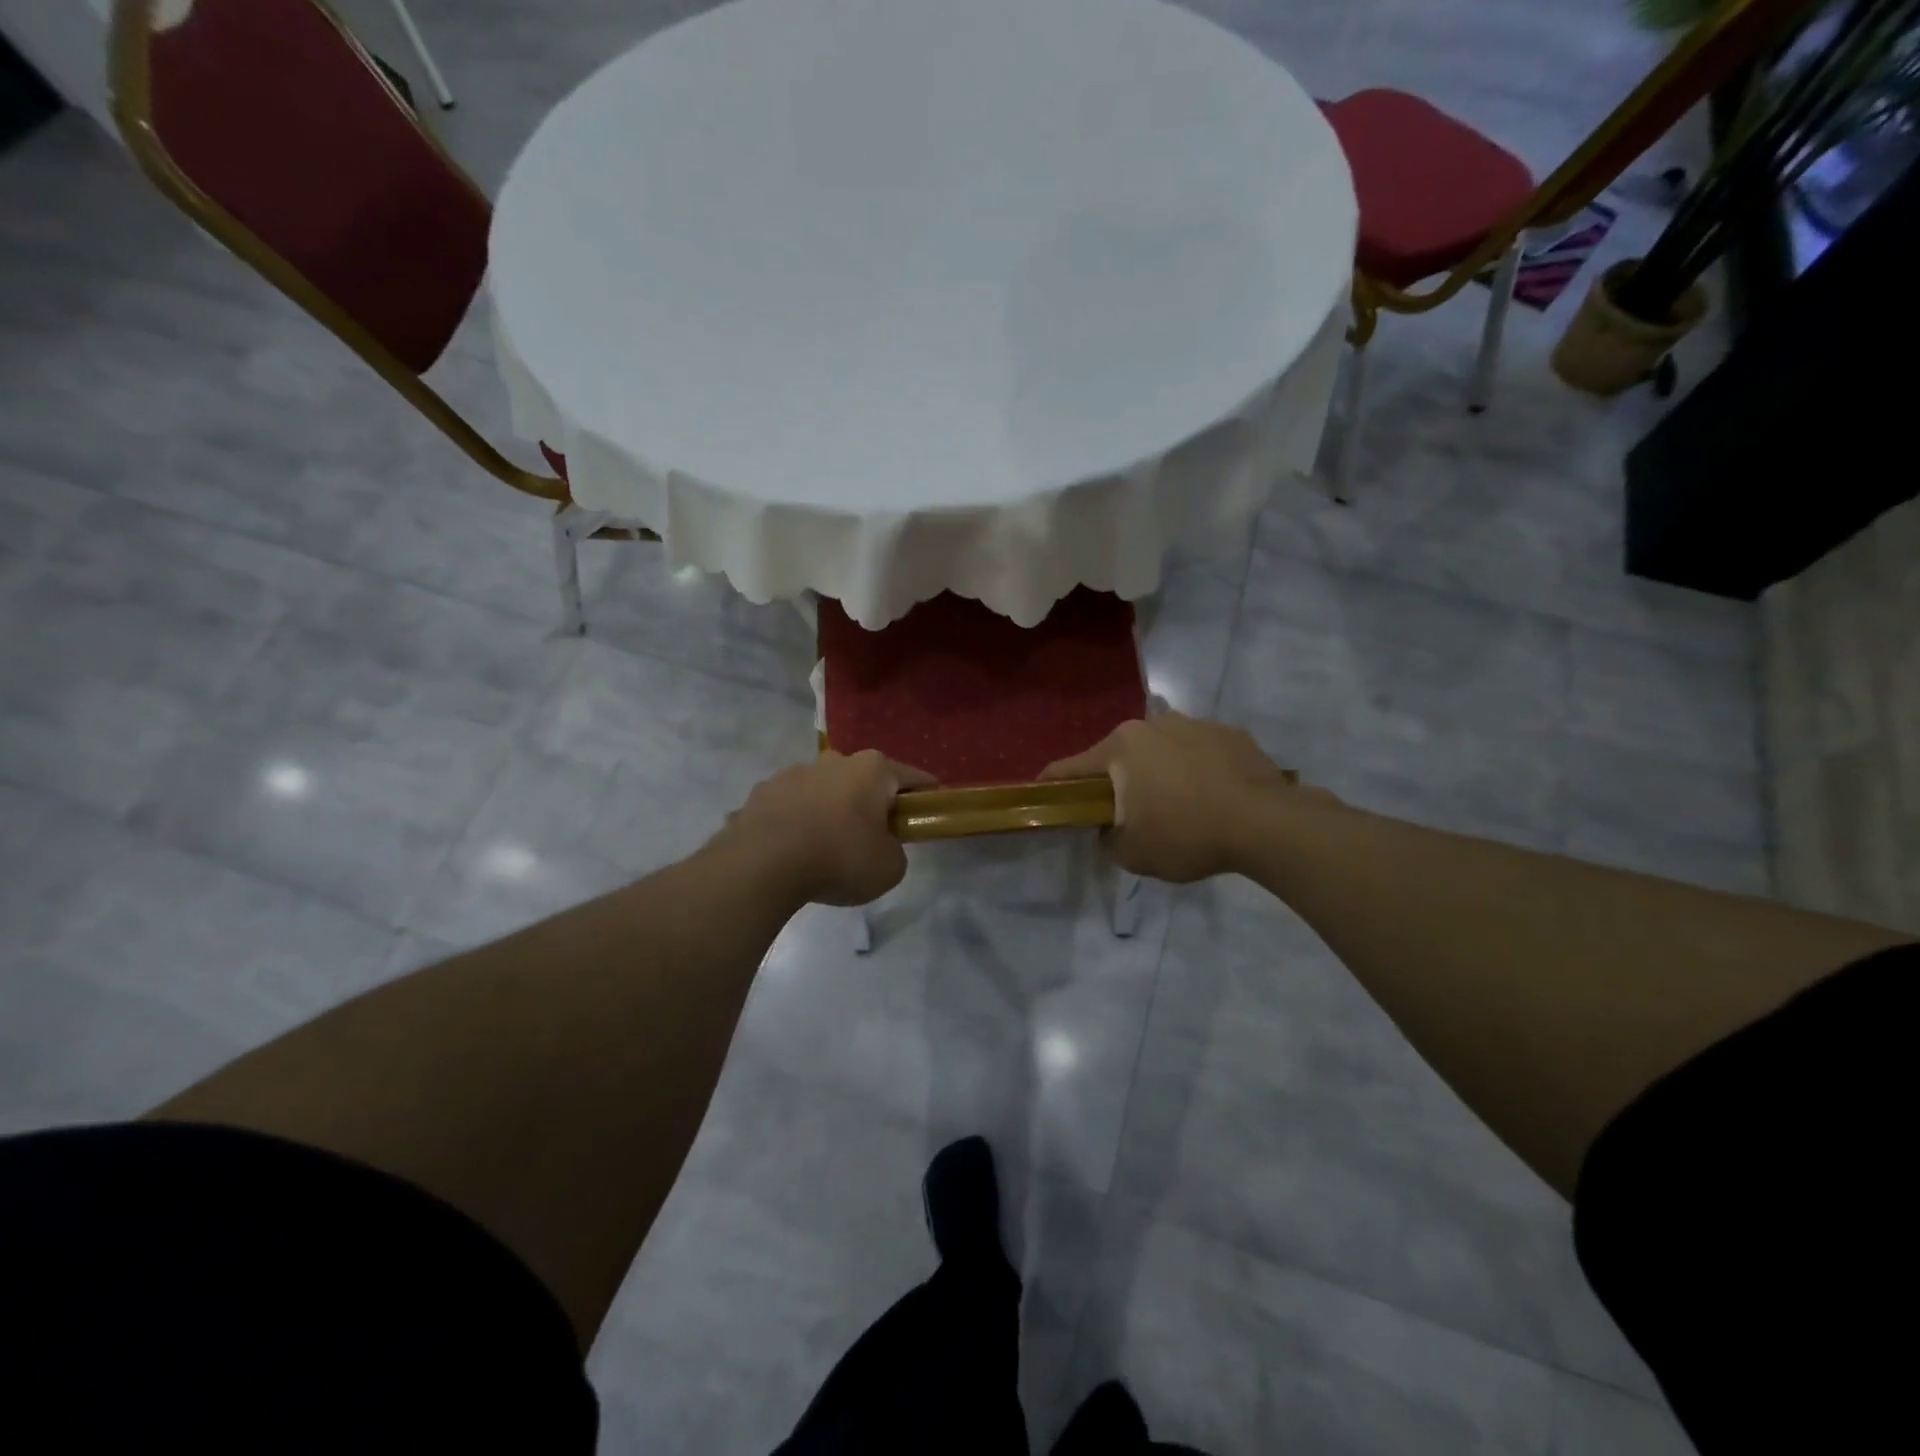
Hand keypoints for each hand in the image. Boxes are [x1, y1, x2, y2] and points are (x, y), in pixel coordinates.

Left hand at [721, 750, 935, 906]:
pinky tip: (793, 851)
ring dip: (830, 810)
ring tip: (825, 848)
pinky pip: (790, 807)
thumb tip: (879, 845)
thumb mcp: (890, 867)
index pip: (912, 777)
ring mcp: (793, 773)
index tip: (929, 809)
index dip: (925, 795)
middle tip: (873, 837)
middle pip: (863, 781)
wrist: (763, 864)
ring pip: (823, 790)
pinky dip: (797, 822)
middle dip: (870, 803)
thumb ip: (895, 850)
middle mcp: (834, 760)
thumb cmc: (840, 858)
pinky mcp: (762, 792)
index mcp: (872, 769)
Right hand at [1041, 714, 1335, 882]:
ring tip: (1178, 804)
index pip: (1071, 768)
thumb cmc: (1188, 835)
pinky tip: (1212, 796)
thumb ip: (1108, 840)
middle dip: (1117, 780)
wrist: (1267, 824)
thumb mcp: (1133, 854)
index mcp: (1121, 747)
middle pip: (1119, 755)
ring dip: (1159, 771)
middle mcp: (1153, 724)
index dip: (1054, 785)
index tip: (1045, 796)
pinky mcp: (1231, 732)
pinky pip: (1199, 751)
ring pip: (1161, 749)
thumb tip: (1109, 829)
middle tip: (1127, 812)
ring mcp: (1195, 723)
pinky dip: (1196, 769)